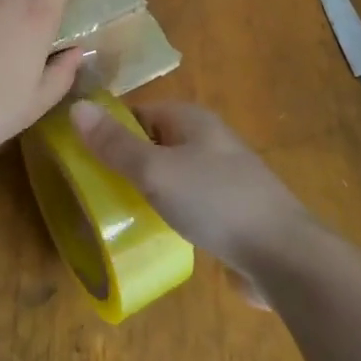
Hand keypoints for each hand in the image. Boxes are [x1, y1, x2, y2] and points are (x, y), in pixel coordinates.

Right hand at [69, 100, 311, 277]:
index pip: (139, 112)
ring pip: (172, 175)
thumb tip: (77, 106)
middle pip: (155, 143)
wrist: (284, 255)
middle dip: (126, 163)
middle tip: (93, 189)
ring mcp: (223, 176)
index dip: (110, 129)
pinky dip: (169, 212)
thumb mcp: (156, 170)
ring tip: (116, 214)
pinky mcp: (231, 212)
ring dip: (147, 190)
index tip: (80, 155)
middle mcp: (208, 140)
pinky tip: (155, 234)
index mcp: (191, 119)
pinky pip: (189, 203)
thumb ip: (115, 144)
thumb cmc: (216, 201)